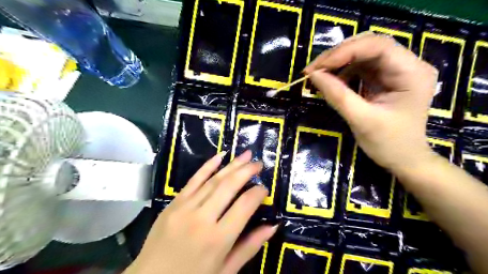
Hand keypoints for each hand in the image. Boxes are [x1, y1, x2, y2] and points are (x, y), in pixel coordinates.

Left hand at [125, 150, 277, 273]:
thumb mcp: (225, 271)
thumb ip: (249, 247)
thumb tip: (273, 226)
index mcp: (218, 239)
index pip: (244, 206)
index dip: (257, 193)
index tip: (264, 188)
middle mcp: (202, 218)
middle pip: (229, 186)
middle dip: (246, 171)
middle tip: (258, 163)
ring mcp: (185, 208)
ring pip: (213, 180)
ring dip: (232, 165)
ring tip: (246, 155)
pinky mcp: (173, 203)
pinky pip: (193, 180)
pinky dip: (207, 166)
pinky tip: (219, 156)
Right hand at [304, 31, 438, 170]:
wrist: (403, 159)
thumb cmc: (388, 144)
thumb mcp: (361, 120)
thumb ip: (337, 95)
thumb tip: (313, 76)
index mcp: (411, 72)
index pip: (377, 46)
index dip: (344, 52)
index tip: (316, 68)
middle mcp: (406, 64)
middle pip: (368, 45)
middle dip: (337, 55)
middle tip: (312, 70)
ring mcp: (394, 70)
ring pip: (361, 54)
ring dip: (336, 63)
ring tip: (317, 76)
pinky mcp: (382, 78)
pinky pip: (359, 67)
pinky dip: (341, 72)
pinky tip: (330, 82)